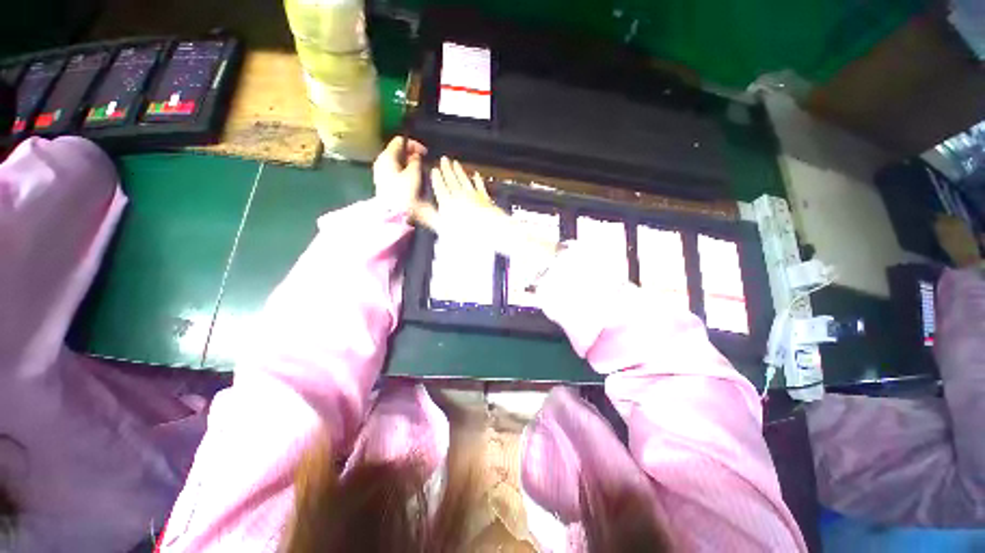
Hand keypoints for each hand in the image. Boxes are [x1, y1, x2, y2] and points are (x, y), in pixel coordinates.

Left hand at [372, 136, 426, 213]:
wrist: (391, 213)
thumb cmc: (403, 192)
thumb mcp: (413, 175)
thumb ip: (416, 162)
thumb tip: (416, 156)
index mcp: (387, 157)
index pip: (399, 141)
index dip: (414, 144)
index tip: (425, 153)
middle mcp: (381, 161)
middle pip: (396, 150)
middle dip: (411, 154)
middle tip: (423, 162)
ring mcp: (380, 172)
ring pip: (396, 161)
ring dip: (408, 163)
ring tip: (419, 170)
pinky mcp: (383, 181)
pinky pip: (394, 170)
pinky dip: (403, 170)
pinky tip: (411, 178)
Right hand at [414, 157, 556, 257]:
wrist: (491, 232)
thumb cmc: (466, 234)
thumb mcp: (443, 229)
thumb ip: (430, 217)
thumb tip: (416, 209)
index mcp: (448, 203)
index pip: (440, 187)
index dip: (437, 178)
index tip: (434, 169)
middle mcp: (460, 196)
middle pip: (452, 180)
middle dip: (447, 169)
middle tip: (444, 159)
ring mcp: (474, 195)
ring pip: (464, 180)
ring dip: (460, 171)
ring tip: (456, 163)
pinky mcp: (485, 198)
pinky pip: (480, 186)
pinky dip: (477, 180)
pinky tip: (476, 175)